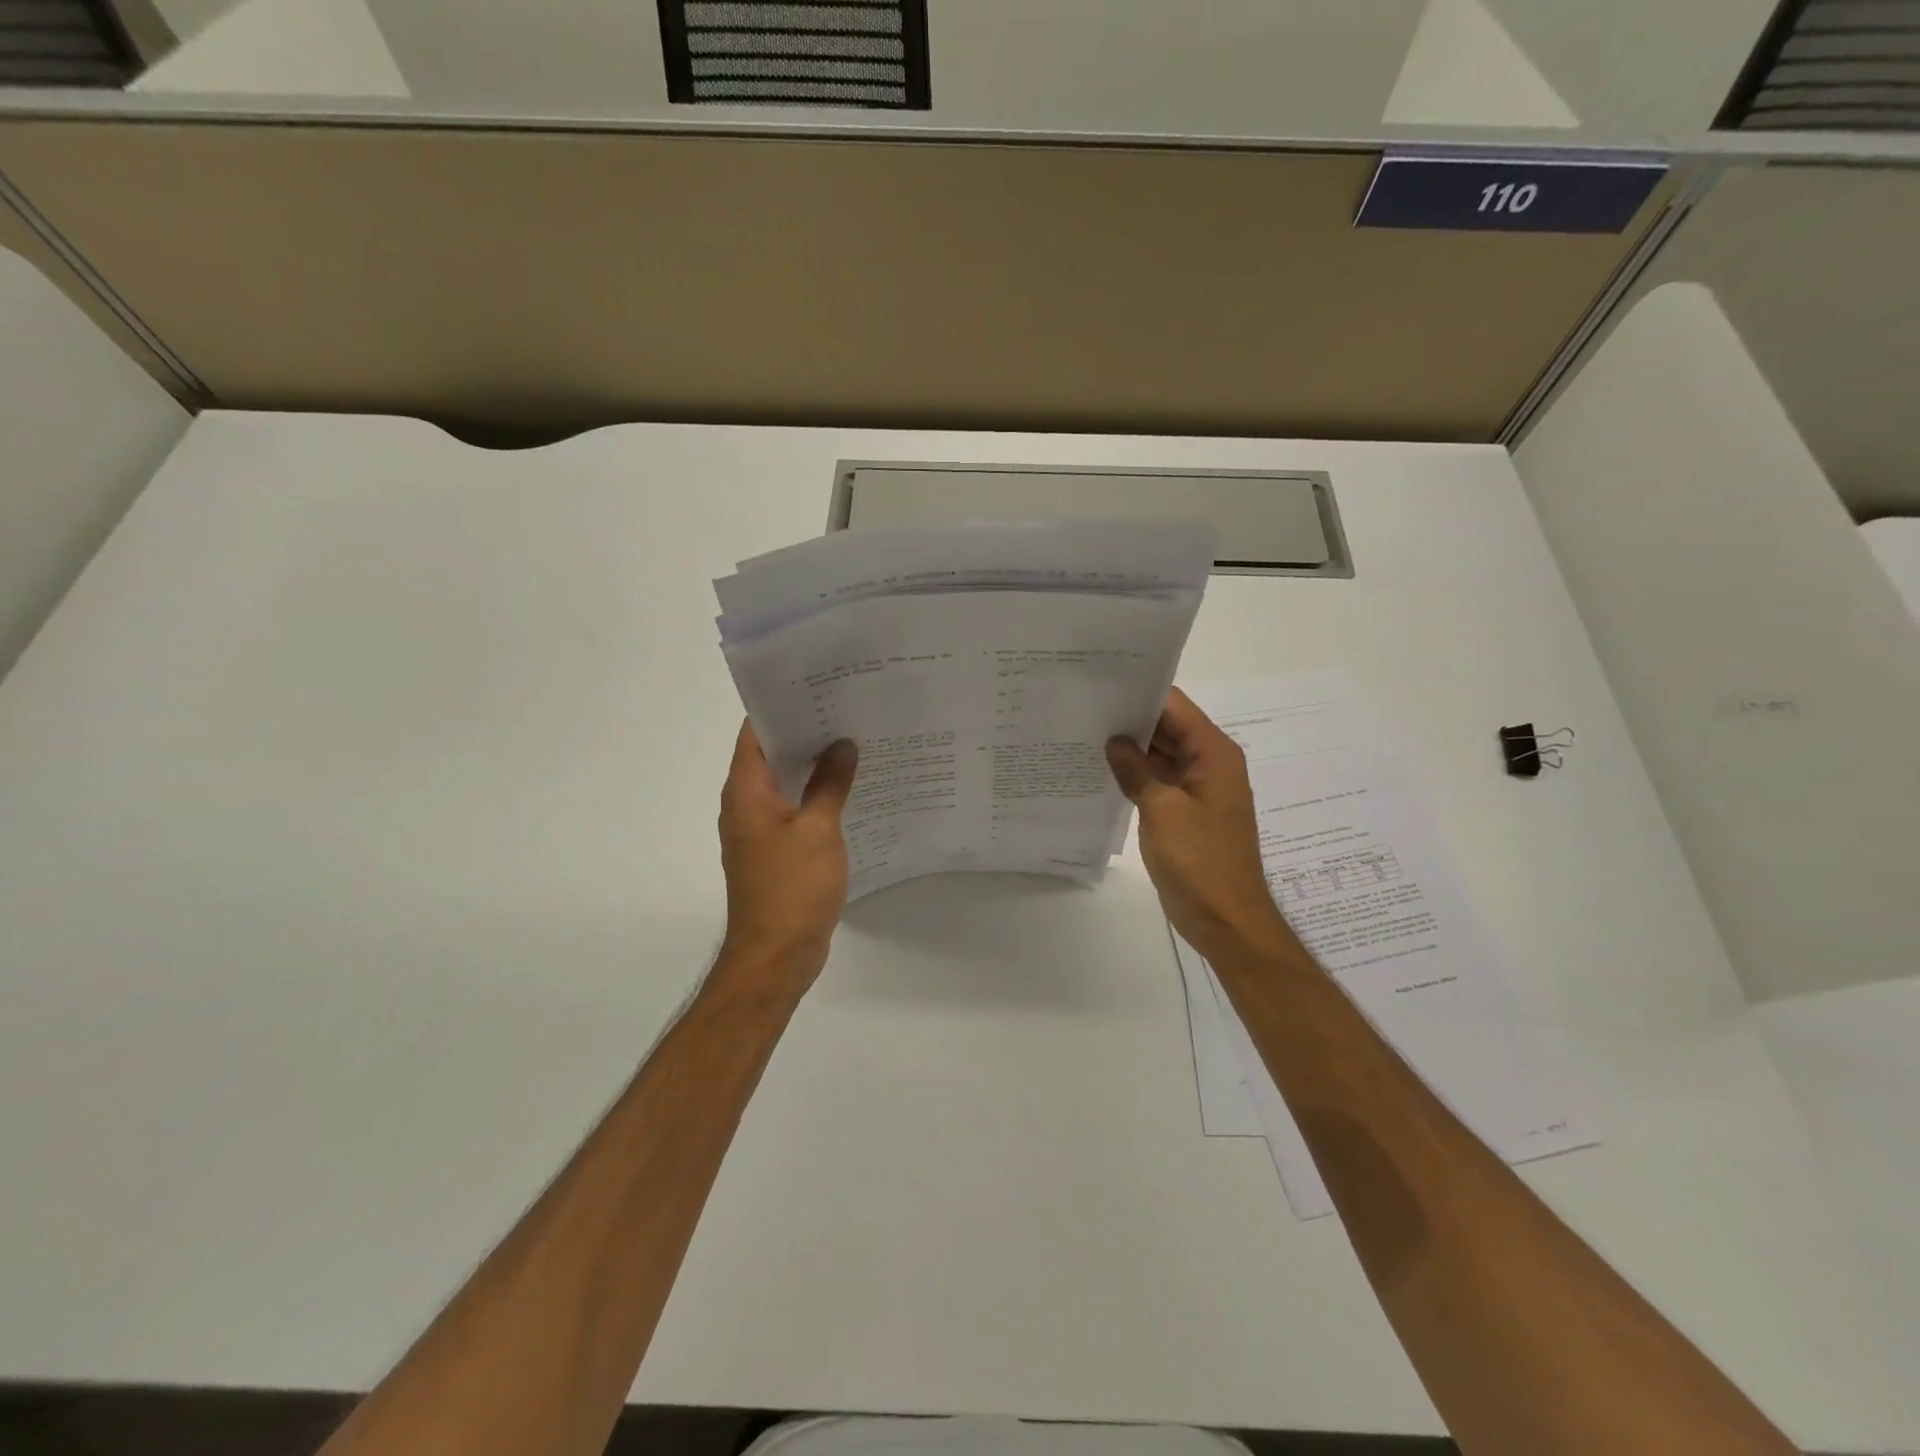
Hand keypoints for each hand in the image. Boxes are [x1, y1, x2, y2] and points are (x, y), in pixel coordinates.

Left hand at [717, 721, 858, 985]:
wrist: (775, 956)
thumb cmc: (792, 888)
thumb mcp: (819, 830)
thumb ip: (830, 783)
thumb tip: (842, 744)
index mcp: (746, 790)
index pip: (756, 730)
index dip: (784, 704)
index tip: (820, 685)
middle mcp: (744, 803)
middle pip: (771, 753)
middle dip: (806, 730)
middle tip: (848, 707)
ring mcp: (758, 828)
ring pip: (784, 781)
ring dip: (813, 763)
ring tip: (854, 739)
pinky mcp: (774, 850)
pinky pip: (793, 808)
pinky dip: (815, 794)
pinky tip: (850, 787)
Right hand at [1107, 689, 1293, 961]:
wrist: (1226, 920)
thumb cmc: (1199, 861)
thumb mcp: (1162, 810)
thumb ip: (1136, 770)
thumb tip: (1114, 741)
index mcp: (1214, 753)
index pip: (1175, 706)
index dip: (1140, 692)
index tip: (1100, 684)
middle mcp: (1209, 764)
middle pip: (1168, 727)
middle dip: (1130, 718)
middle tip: (1082, 707)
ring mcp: (1196, 789)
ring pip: (1160, 754)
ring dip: (1130, 748)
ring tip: (1084, 731)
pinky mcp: (1184, 812)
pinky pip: (1158, 781)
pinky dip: (1134, 775)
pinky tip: (1100, 769)